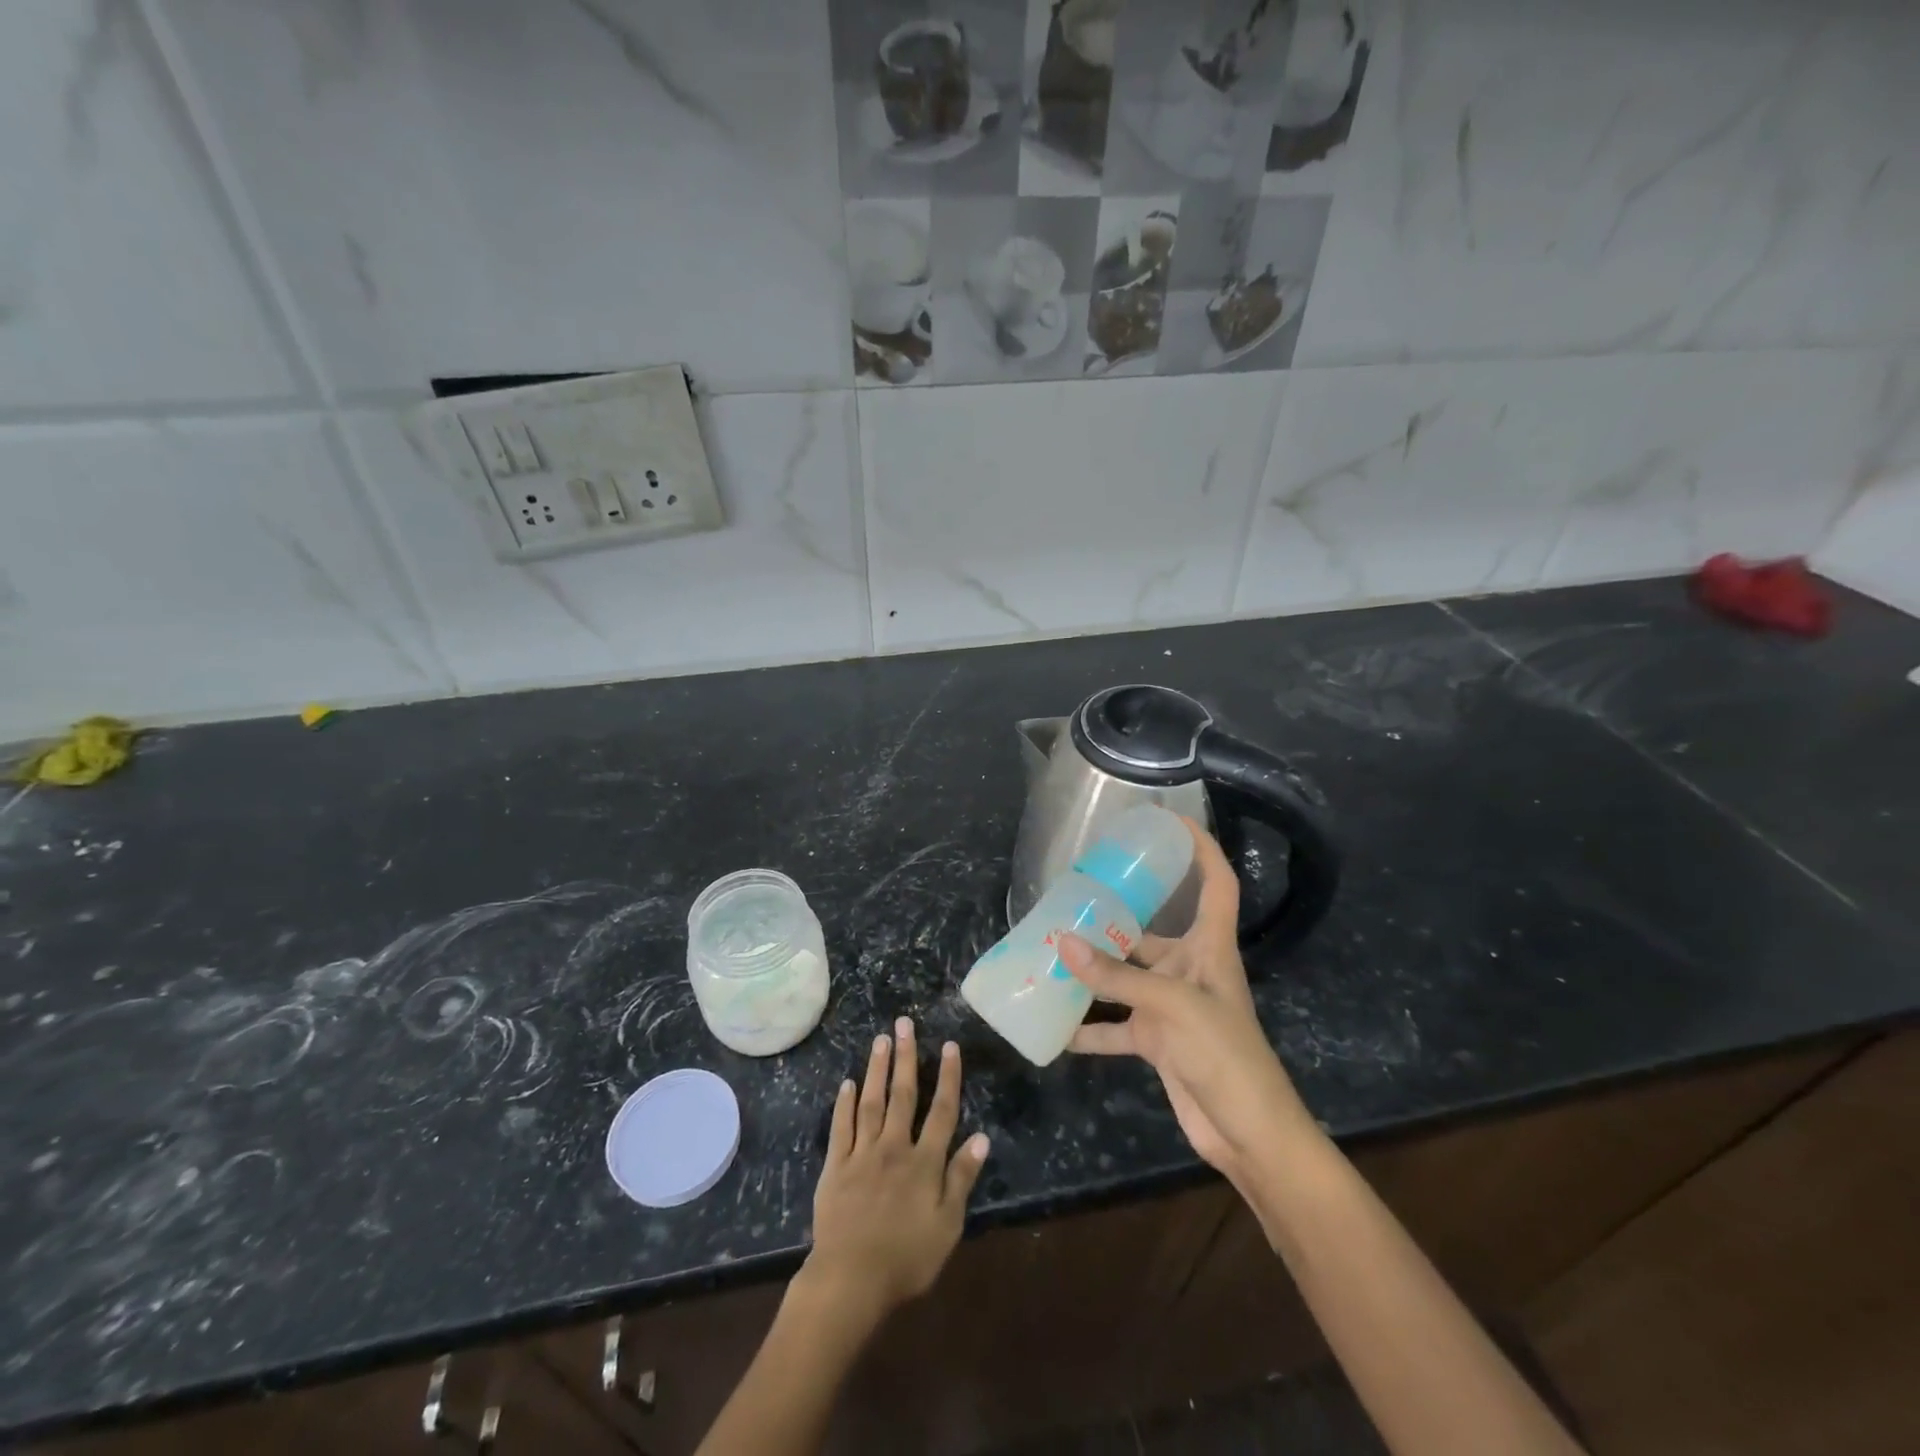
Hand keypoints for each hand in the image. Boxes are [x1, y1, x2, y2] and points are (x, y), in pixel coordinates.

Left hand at [800, 1018, 989, 1321]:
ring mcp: (862, 1154)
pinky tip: (848, 1082)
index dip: (948, 1077)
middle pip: (902, 1095)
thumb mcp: (947, 1225)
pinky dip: (845, 1103)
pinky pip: (842, 1127)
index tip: (950, 1046)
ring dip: (877, 1069)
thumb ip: (962, 1179)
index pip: (941, 1111)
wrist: (851, 1280)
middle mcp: (894, 1147)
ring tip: (880, 1039)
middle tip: (905, 1023)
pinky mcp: (836, 1166)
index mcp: (924, 1162)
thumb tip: (981, 1138)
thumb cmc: (906, 1258)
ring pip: (871, 1102)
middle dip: (906, 1057)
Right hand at [1058, 818, 1312, 1187]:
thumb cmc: (1225, 1055)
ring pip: (1124, 977)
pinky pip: (1115, 1026)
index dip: (1201, 848)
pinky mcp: (1157, 1041)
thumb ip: (1115, 977)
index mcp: (1210, 948)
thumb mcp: (1171, 1007)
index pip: (1215, 883)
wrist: (1249, 1134)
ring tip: (1049, 952)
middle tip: (1071, 896)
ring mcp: (1171, 1006)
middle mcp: (1189, 969)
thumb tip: (1061, 942)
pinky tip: (1054, 1026)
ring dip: (1092, 971)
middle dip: (1114, 915)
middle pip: (1150, 930)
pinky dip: (1088, 1028)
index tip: (1171, 820)